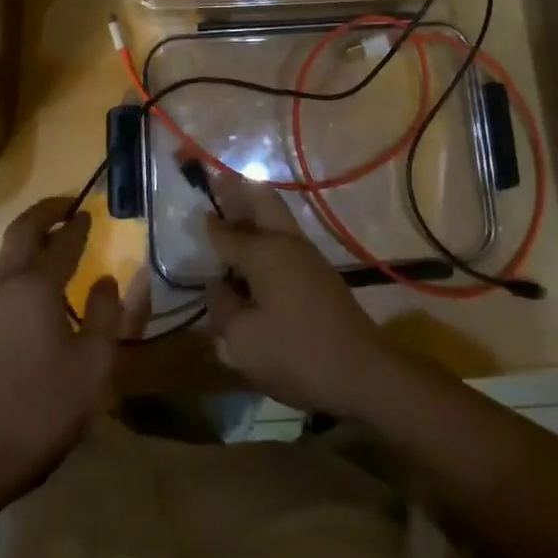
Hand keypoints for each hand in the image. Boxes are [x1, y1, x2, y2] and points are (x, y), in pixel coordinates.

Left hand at [0, 198, 121, 507]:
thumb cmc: (48, 403)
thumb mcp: (95, 359)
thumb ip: (106, 311)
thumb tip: (105, 279)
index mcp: (36, 286)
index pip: (61, 241)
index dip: (78, 224)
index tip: (91, 211)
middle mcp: (6, 285)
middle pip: (21, 231)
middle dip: (45, 212)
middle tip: (68, 205)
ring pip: (7, 253)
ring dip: (31, 235)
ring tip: (57, 237)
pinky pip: (3, 276)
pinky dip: (22, 259)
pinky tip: (40, 281)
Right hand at [204, 171, 396, 417]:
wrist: (362, 372)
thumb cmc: (296, 353)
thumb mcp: (244, 340)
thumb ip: (223, 308)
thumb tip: (217, 286)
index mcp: (264, 251)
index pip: (227, 232)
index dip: (209, 222)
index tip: (195, 208)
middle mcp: (287, 242)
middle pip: (262, 202)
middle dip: (239, 191)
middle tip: (218, 184)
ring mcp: (308, 256)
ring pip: (277, 218)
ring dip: (254, 213)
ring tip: (231, 216)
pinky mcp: (320, 275)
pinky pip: (285, 241)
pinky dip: (266, 237)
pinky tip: (255, 258)